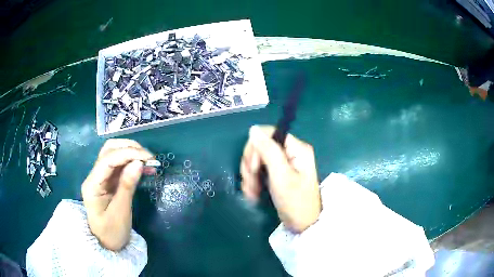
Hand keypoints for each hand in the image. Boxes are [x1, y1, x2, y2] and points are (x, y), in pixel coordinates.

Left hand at [81, 139, 153, 250]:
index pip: (107, 159)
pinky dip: (132, 162)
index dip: (127, 153)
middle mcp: (94, 176)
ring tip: (148, 161)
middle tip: (149, 157)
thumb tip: (138, 163)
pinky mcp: (108, 181)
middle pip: (108, 150)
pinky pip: (119, 165)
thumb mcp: (120, 212)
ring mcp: (101, 177)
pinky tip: (144, 167)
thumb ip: (127, 186)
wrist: (106, 244)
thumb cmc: (111, 232)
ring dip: (131, 153)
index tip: (148, 157)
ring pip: (114, 154)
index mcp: (92, 184)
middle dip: (129, 148)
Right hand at [241, 125, 320, 232]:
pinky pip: (258, 171)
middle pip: (259, 147)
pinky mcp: (277, 174)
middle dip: (251, 166)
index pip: (267, 134)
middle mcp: (290, 152)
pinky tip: (254, 194)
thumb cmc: (295, 202)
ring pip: (256, 160)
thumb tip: (253, 129)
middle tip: (252, 184)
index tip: (253, 168)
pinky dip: (253, 182)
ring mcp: (283, 163)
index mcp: (296, 148)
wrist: (302, 225)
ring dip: (250, 177)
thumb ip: (268, 151)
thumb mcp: (282, 176)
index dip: (256, 149)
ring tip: (253, 193)